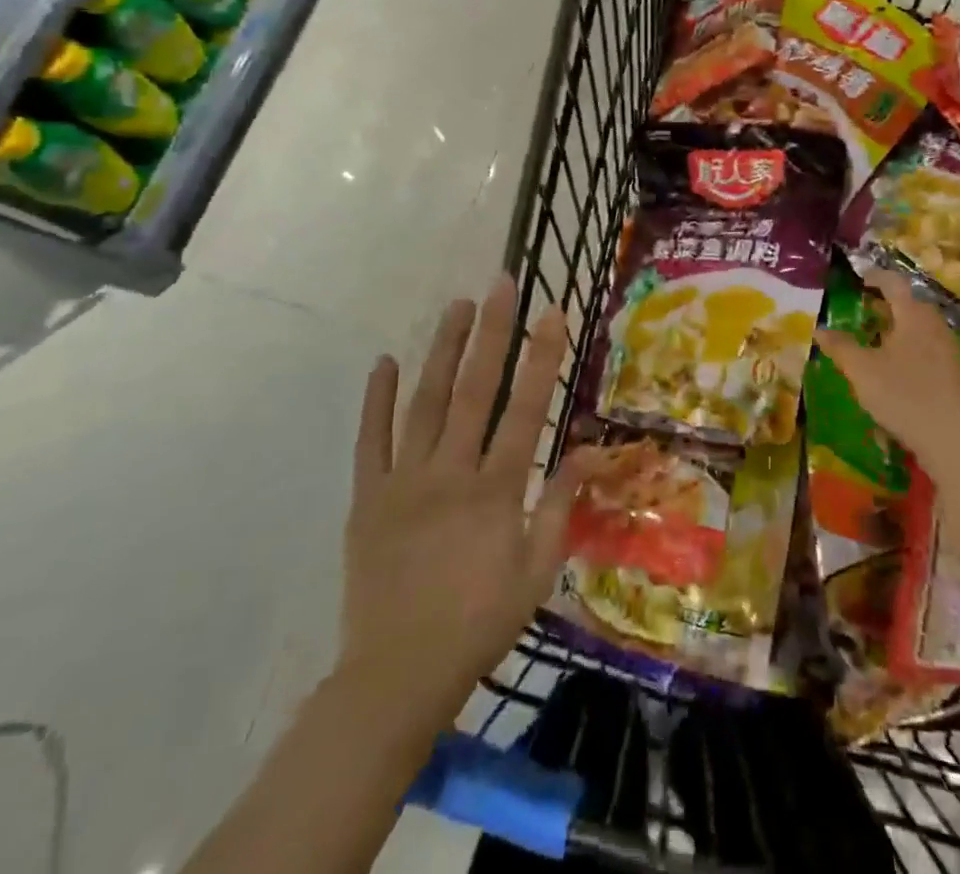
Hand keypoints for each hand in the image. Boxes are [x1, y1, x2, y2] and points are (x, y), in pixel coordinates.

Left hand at [340, 274, 588, 730]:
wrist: (396, 677)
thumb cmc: (479, 623)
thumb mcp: (537, 571)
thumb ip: (560, 504)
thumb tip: (591, 450)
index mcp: (495, 490)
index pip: (526, 409)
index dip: (541, 357)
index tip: (551, 312)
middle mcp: (450, 473)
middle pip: (474, 390)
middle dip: (491, 332)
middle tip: (500, 284)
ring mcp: (404, 481)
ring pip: (424, 403)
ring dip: (441, 350)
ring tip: (455, 306)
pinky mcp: (368, 497)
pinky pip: (371, 440)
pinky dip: (377, 400)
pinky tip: (384, 362)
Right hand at [814, 267, 959, 478]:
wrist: (959, 442)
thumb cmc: (906, 396)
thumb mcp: (863, 371)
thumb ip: (841, 347)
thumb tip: (820, 329)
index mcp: (914, 315)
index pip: (894, 283)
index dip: (875, 277)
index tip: (860, 277)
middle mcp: (936, 326)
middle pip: (911, 306)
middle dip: (887, 305)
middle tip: (864, 310)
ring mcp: (952, 352)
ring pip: (921, 330)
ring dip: (899, 330)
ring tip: (877, 343)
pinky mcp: (958, 377)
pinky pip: (930, 352)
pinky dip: (911, 352)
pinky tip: (898, 373)